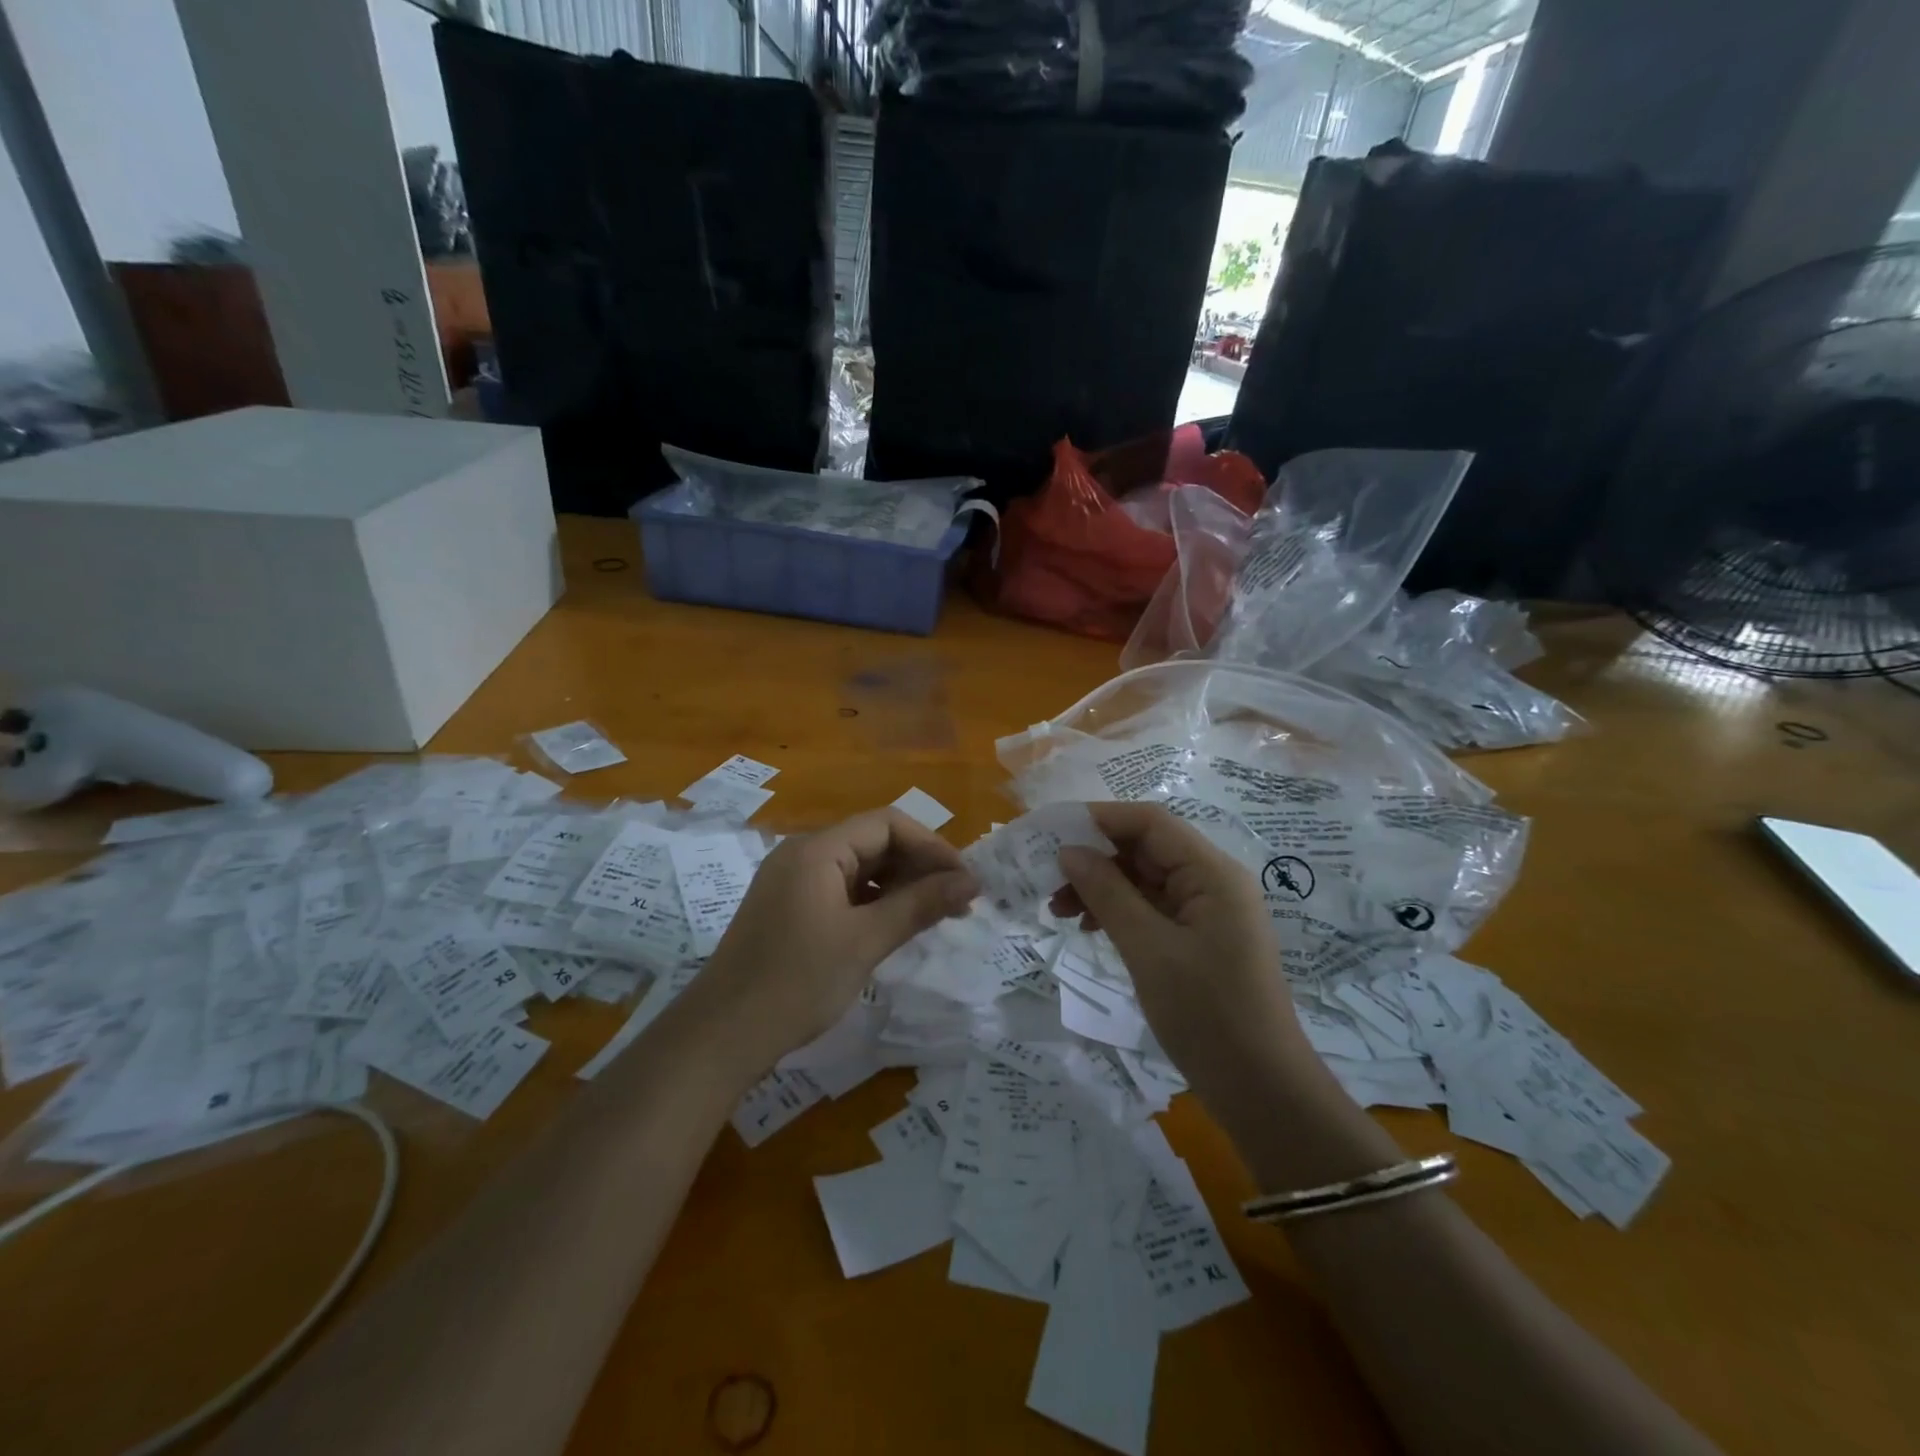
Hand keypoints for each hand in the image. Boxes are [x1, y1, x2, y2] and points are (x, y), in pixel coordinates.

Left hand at [697, 808, 977, 1064]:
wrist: (721, 1037)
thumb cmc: (797, 983)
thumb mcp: (865, 942)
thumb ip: (920, 905)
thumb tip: (971, 882)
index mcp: (817, 850)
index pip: (887, 824)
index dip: (932, 847)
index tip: (964, 882)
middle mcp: (802, 855)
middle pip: (873, 842)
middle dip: (919, 867)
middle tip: (957, 903)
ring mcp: (793, 882)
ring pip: (860, 868)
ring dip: (899, 886)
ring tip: (934, 916)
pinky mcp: (789, 908)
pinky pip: (842, 890)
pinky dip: (874, 902)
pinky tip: (895, 927)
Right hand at [1051, 801, 1311, 1098]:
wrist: (1260, 1090)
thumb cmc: (1206, 1014)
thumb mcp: (1148, 949)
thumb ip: (1107, 893)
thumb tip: (1069, 851)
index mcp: (1212, 873)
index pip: (1150, 822)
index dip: (1099, 818)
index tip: (1051, 832)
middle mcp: (1213, 882)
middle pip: (1146, 848)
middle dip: (1095, 858)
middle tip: (1047, 879)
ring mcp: (1208, 911)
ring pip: (1145, 879)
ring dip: (1102, 886)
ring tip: (1058, 910)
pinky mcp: (1200, 938)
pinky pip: (1153, 908)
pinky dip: (1118, 911)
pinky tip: (1089, 928)